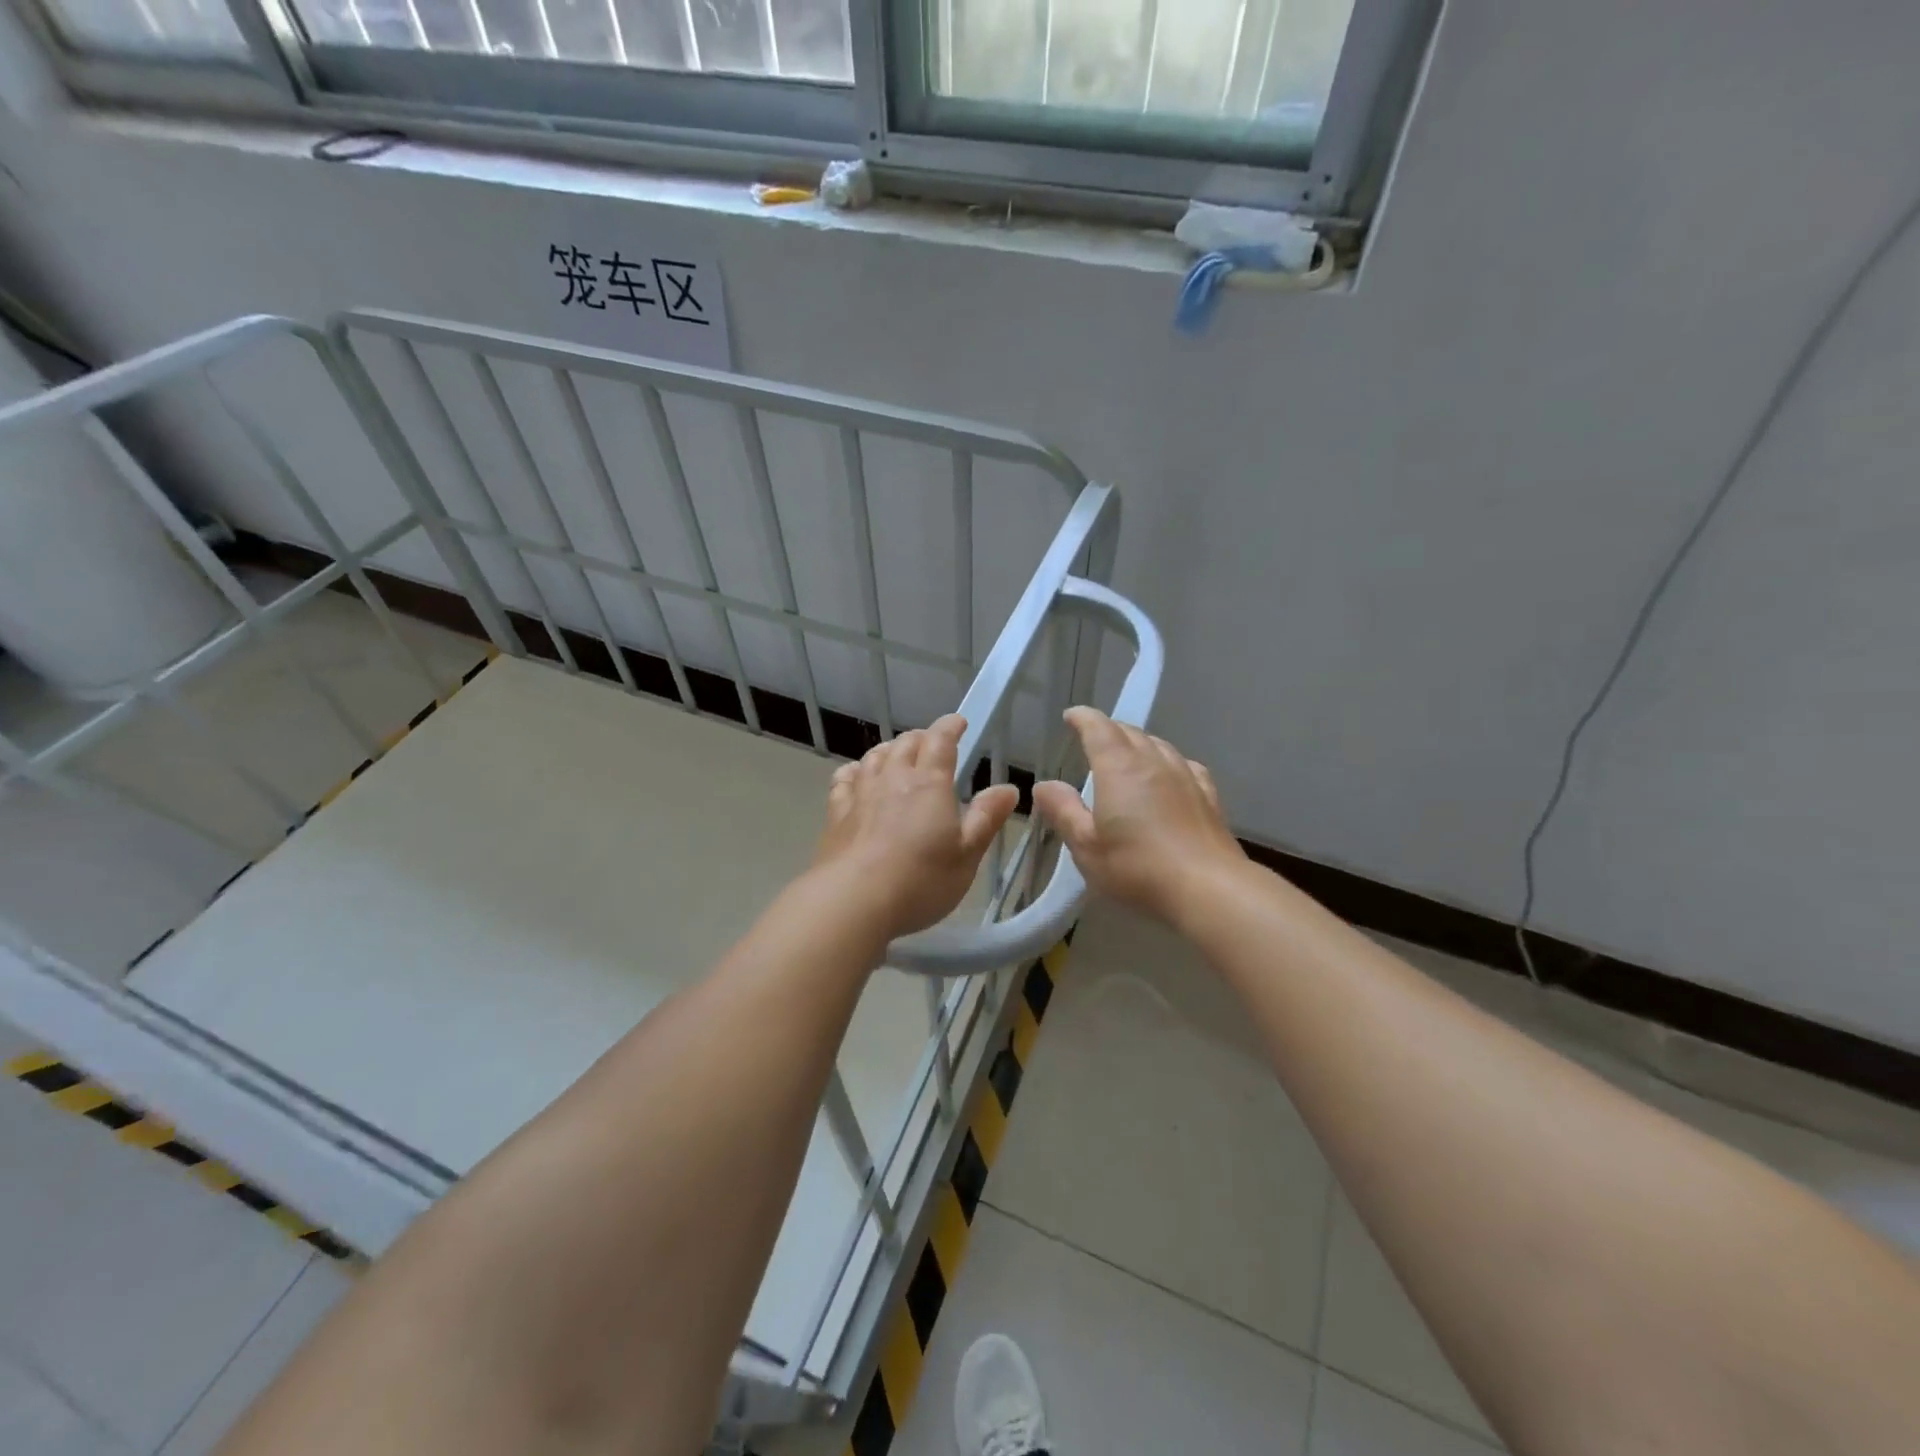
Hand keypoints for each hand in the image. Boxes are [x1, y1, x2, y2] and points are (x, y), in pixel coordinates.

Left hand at [815, 714, 1019, 943]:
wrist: (853, 900)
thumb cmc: (921, 880)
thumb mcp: (967, 854)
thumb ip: (987, 818)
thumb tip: (1008, 788)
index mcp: (930, 784)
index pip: (941, 741)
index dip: (950, 727)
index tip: (959, 722)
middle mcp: (894, 778)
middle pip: (905, 744)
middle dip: (921, 738)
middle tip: (931, 743)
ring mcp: (861, 794)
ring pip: (874, 757)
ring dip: (889, 750)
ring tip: (896, 754)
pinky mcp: (837, 814)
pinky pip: (844, 779)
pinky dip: (854, 771)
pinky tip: (856, 776)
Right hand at [1032, 707, 1243, 923]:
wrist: (1208, 889)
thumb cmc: (1137, 867)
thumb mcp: (1086, 845)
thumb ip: (1064, 811)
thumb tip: (1044, 785)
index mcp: (1119, 768)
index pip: (1099, 728)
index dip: (1083, 718)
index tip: (1071, 717)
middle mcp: (1154, 761)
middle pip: (1130, 732)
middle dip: (1108, 730)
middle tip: (1092, 739)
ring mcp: (1186, 776)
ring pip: (1159, 745)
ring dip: (1138, 743)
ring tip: (1127, 755)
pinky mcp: (1208, 796)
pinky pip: (1184, 765)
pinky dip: (1167, 762)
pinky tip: (1169, 775)